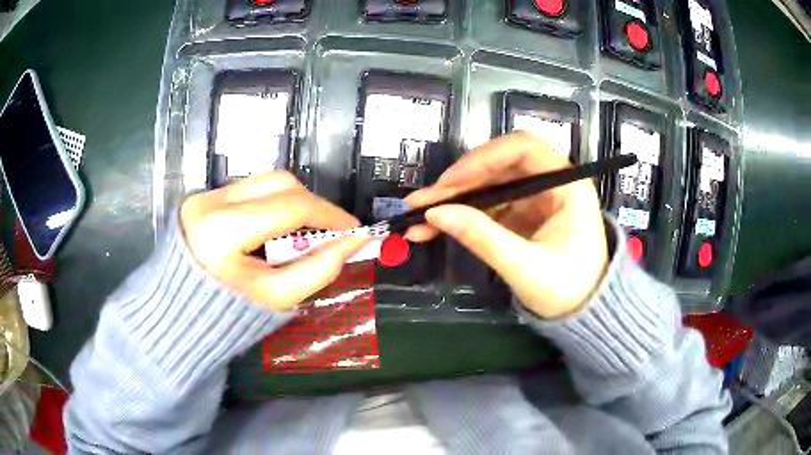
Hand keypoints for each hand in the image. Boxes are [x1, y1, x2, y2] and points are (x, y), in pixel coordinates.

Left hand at [180, 171, 369, 311]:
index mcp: (223, 231)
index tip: (353, 228)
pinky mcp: (203, 197)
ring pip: (265, 181)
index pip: (290, 207)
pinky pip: (249, 189)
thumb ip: (319, 269)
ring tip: (305, 229)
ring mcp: (204, 196)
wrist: (181, 314)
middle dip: (312, 203)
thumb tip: (354, 241)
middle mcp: (210, 202)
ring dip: (293, 201)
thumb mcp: (276, 298)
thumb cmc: (226, 315)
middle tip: (331, 228)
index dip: (329, 214)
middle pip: (279, 182)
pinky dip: (272, 203)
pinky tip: (278, 226)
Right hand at [404, 132, 607, 318]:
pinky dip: (462, 213)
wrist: (584, 312)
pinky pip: (488, 204)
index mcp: (568, 185)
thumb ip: (483, 238)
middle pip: (500, 164)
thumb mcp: (526, 268)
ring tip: (418, 215)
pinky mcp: (522, 213)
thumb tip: (436, 213)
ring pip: (489, 184)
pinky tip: (435, 225)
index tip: (449, 183)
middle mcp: (552, 182)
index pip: (524, 149)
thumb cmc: (569, 290)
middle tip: (422, 201)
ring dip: (454, 198)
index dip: (483, 158)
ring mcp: (535, 197)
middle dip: (459, 182)